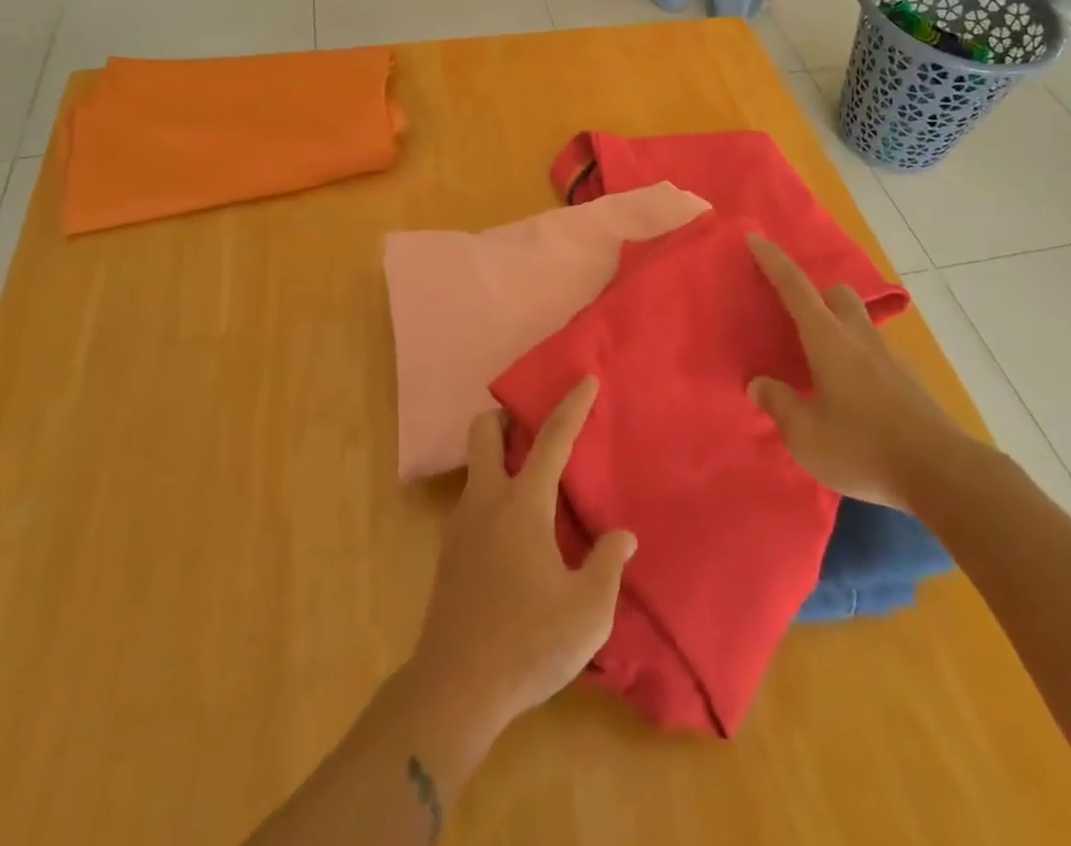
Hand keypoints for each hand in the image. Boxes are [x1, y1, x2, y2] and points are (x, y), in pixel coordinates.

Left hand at [411, 377, 636, 730]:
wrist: (453, 690)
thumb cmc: (526, 645)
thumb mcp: (587, 613)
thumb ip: (607, 566)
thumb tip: (621, 536)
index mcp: (522, 506)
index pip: (551, 440)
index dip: (571, 407)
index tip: (585, 379)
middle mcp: (486, 502)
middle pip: (484, 432)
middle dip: (507, 417)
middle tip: (535, 428)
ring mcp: (461, 525)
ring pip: (475, 467)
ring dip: (500, 458)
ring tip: (533, 482)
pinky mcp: (449, 553)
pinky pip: (473, 501)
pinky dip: (493, 493)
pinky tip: (516, 532)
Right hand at [747, 234, 981, 512]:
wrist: (944, 475)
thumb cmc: (864, 448)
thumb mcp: (805, 435)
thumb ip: (779, 405)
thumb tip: (759, 384)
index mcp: (828, 340)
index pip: (795, 288)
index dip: (773, 261)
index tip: (755, 237)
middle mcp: (859, 339)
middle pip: (837, 294)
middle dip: (815, 294)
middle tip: (794, 318)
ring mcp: (890, 360)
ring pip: (859, 323)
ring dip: (838, 328)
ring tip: (819, 364)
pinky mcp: (909, 384)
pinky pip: (875, 356)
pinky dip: (857, 361)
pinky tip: (851, 398)